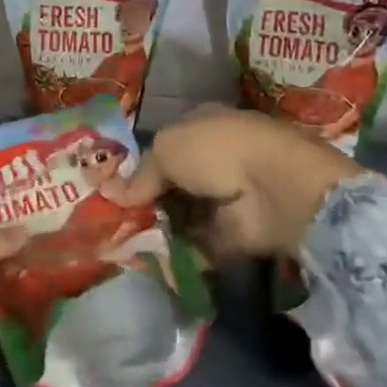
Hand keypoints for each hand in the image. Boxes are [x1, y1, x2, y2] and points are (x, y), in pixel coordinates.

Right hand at [120, 107, 358, 259]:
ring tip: (128, 242)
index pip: (166, 145)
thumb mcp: (166, 149)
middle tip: (116, 219)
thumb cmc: (216, 151)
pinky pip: (202, 244)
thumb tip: (111, 192)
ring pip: (185, 214)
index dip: (141, 165)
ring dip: (162, 228)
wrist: (274, 188)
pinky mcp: (237, 234)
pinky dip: (182, 253)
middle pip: (174, 182)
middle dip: (148, 200)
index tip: (114, 187)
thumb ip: (141, 174)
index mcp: (201, 126)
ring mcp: (228, 197)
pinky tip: (154, 259)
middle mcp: (215, 159)